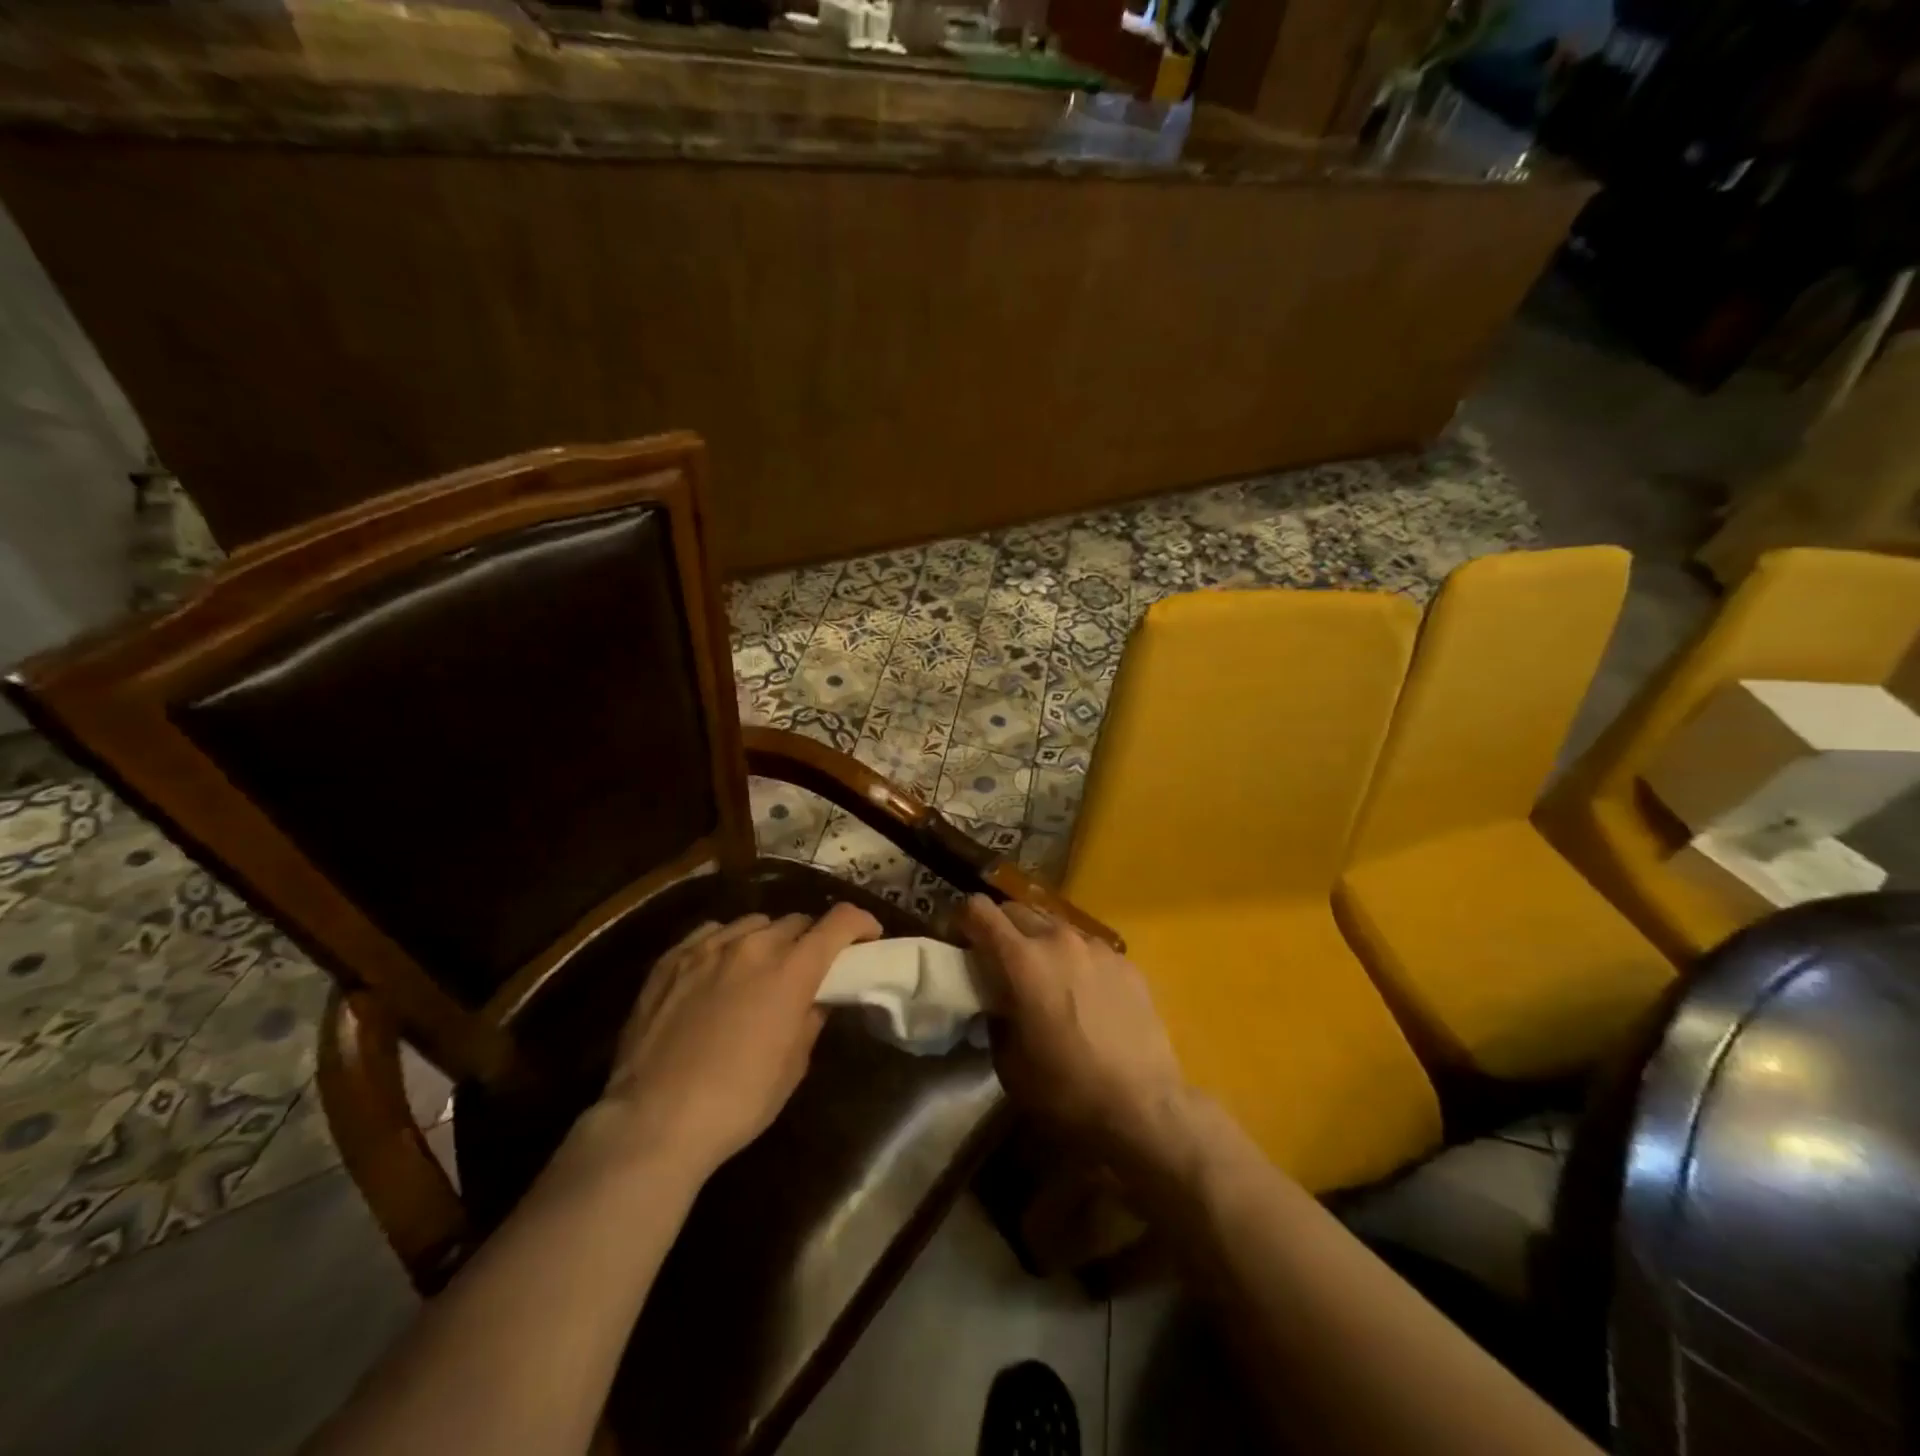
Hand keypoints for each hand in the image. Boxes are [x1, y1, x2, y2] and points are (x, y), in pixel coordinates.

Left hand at [596, 904, 881, 1175]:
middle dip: (812, 938)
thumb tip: (815, 999)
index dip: (861, 923)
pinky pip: (710, 933)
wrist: (653, 1122)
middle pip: (796, 921)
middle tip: (811, 965)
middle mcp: (751, 946)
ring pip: (752, 923)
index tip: (868, 937)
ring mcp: (706, 948)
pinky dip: (727, 943)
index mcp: (790, 971)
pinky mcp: (670, 960)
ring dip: (769, 939)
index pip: (838, 923)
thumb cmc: (738, 1102)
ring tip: (762, 966)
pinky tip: (720, 967)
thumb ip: (810, 1020)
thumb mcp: (793, 1066)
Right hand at [962, 895, 1187, 1163]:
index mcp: (1022, 960)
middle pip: (1017, 910)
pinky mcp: (1126, 962)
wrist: (1143, 1106)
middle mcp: (1058, 939)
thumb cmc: (1066, 1090)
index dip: (964, 920)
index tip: (961, 941)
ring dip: (1040, 943)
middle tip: (1000, 962)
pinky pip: (1089, 947)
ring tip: (1046, 978)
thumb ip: (995, 1018)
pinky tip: (1086, 996)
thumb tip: (996, 1002)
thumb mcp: (1009, 1063)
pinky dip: (1076, 960)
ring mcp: (1097, 947)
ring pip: (1055, 926)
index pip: (979, 910)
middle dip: (1001, 929)